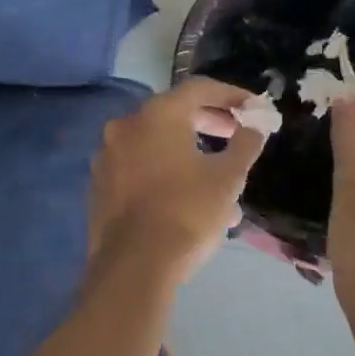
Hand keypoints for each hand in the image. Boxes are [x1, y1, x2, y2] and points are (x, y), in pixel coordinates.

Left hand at [89, 77, 268, 282]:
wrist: (133, 267)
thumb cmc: (187, 212)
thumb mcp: (228, 178)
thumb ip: (245, 145)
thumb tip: (254, 127)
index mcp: (158, 114)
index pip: (199, 88)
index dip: (231, 95)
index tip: (253, 108)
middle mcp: (127, 125)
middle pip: (174, 112)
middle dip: (209, 122)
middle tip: (235, 135)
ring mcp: (108, 155)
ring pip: (157, 144)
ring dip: (189, 153)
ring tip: (219, 180)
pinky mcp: (100, 185)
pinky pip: (139, 167)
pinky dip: (165, 172)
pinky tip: (187, 199)